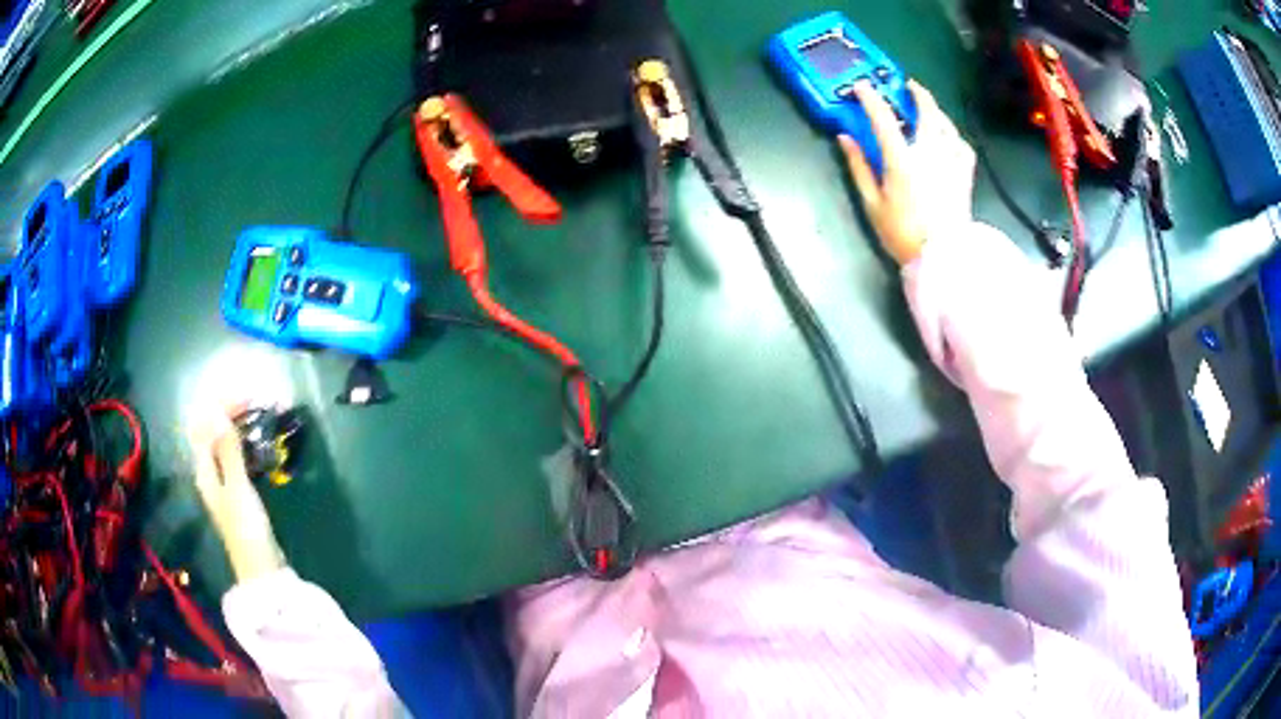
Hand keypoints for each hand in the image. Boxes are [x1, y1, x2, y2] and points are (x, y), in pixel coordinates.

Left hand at [187, 407, 285, 582]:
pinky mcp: (238, 490)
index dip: (220, 405)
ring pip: (225, 441)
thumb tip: (217, 411)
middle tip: (257, 399)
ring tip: (259, 411)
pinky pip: (236, 453)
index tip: (245, 394)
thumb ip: (228, 450)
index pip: (204, 425)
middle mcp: (209, 471)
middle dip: (230, 410)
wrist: (261, 568)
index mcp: (204, 469)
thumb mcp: (237, 488)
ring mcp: (223, 481)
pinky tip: (257, 438)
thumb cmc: (246, 529)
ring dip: (238, 423)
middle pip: (213, 431)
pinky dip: (245, 440)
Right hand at [840, 80, 975, 265]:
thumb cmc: (903, 234)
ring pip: (947, 125)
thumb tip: (845, 138)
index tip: (861, 87)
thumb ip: (859, 167)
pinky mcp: (964, 175)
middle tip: (908, 85)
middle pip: (927, 112)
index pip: (883, 118)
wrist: (942, 259)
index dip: (870, 98)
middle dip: (917, 94)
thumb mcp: (873, 204)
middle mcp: (930, 153)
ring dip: (936, 110)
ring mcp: (951, 162)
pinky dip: (954, 135)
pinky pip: (962, 145)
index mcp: (902, 160)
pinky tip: (949, 136)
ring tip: (928, 106)